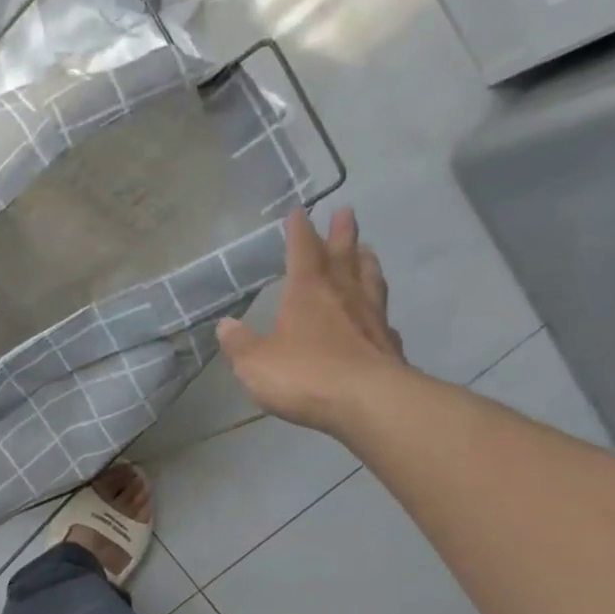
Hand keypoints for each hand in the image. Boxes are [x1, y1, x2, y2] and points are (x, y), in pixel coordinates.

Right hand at [218, 207, 406, 435]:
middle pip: (344, 255)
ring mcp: (371, 318)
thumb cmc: (304, 376)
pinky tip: (379, 316)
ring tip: (365, 251)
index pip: (302, 250)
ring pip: (370, 279)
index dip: (299, 230)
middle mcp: (343, 295)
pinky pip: (383, 318)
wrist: (367, 402)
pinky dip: (379, 310)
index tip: (299, 212)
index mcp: (307, 292)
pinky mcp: (389, 344)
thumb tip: (225, 326)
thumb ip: (239, 344)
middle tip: (346, 211)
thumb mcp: (255, 364)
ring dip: (366, 262)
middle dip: (342, 233)